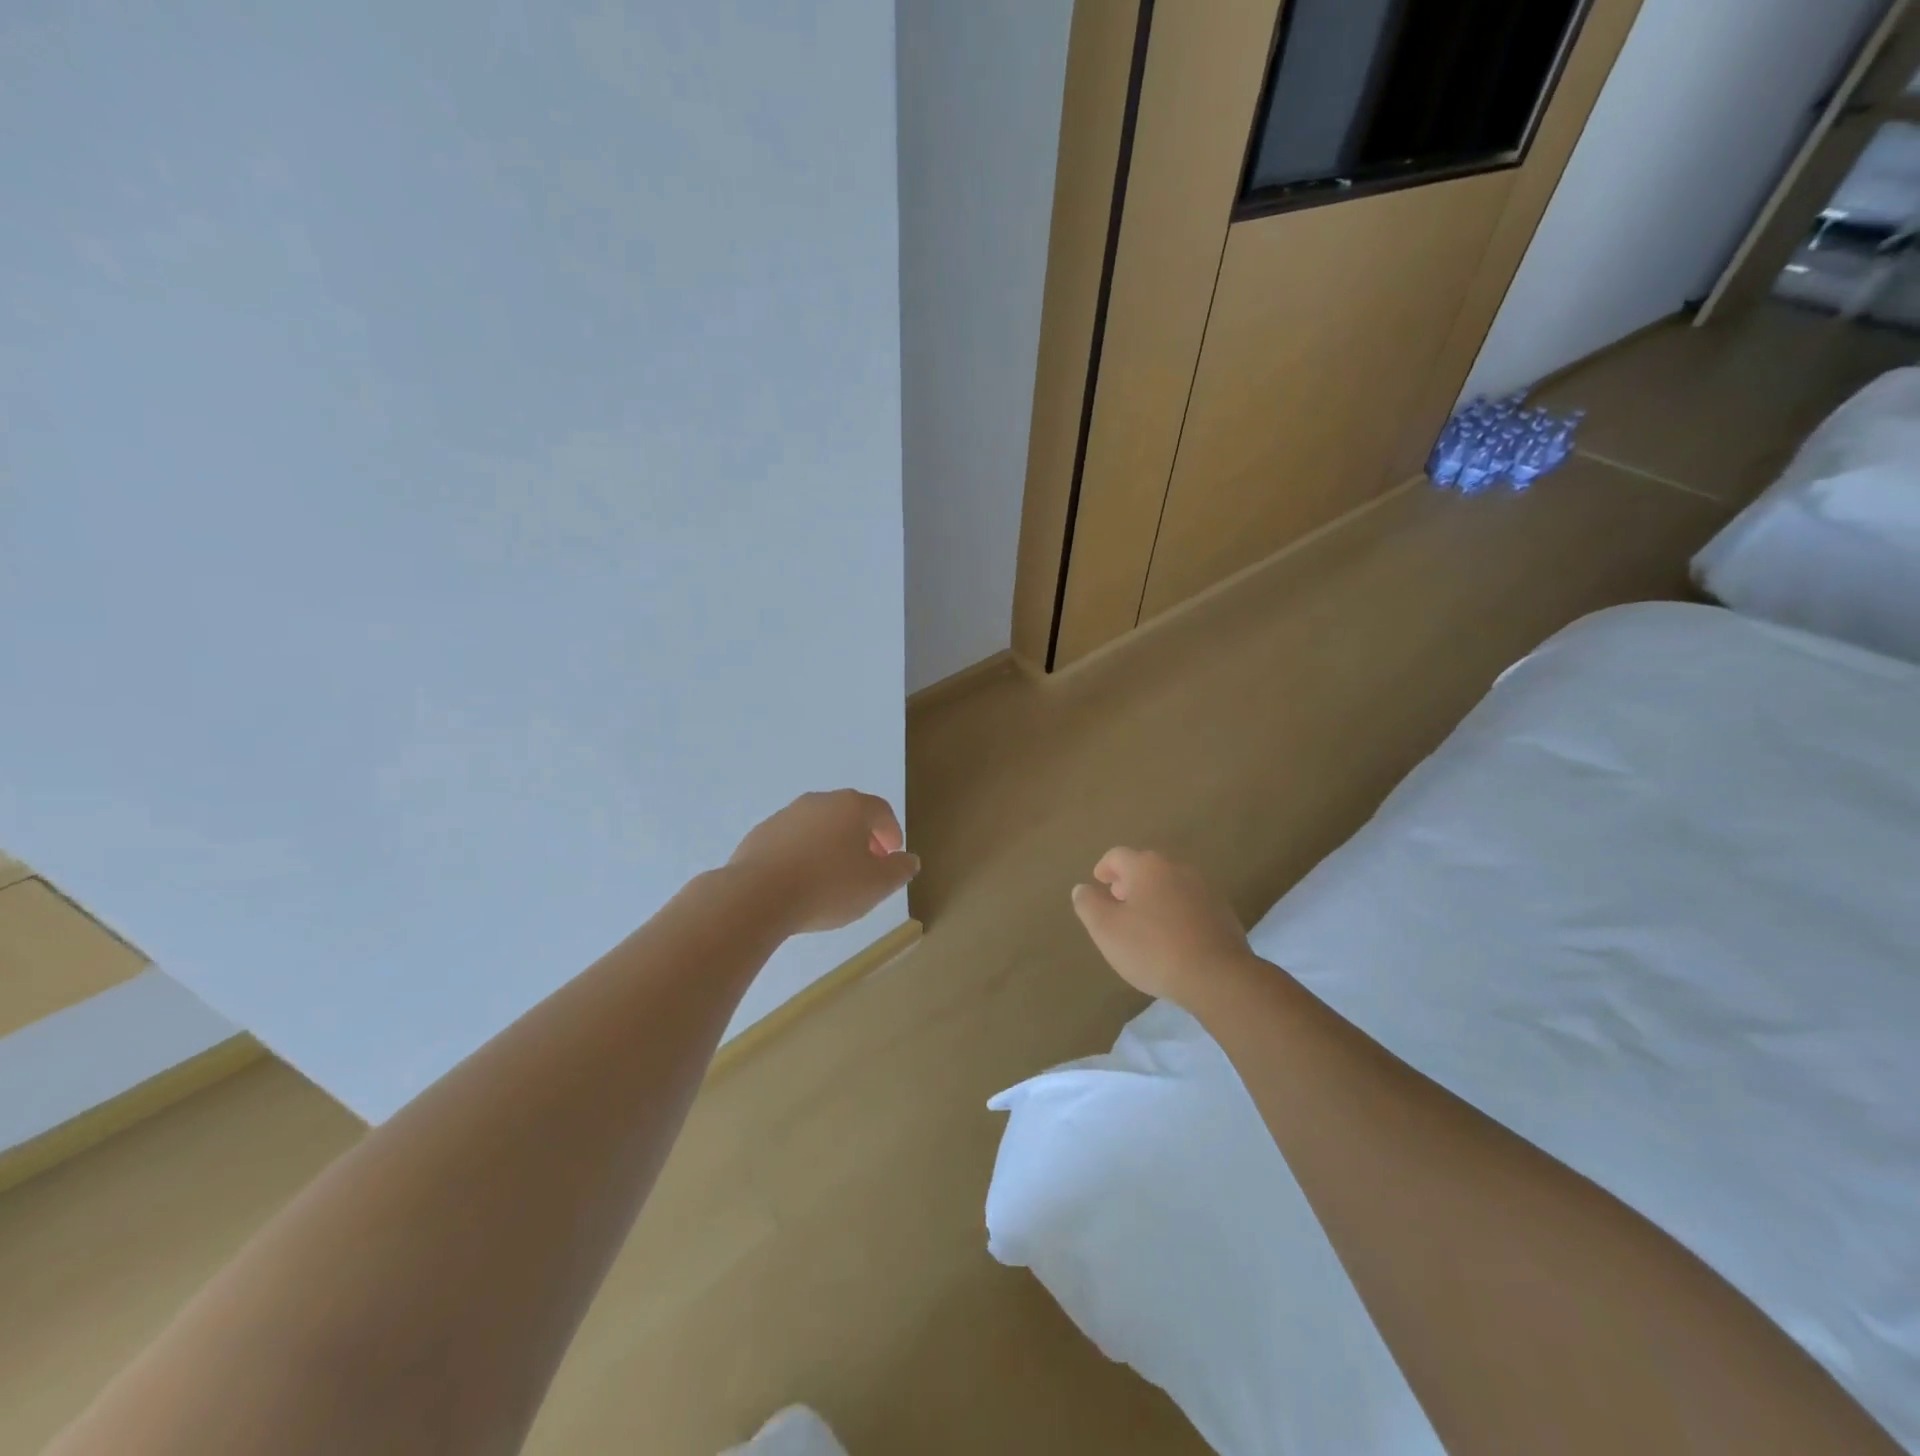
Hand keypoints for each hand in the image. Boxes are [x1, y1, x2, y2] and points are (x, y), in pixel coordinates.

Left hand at [729, 790, 919, 933]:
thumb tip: (909, 859)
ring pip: (819, 826)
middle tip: (867, 865)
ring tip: (833, 876)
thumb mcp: (877, 885)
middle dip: (862, 838)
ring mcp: (786, 815)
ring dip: (831, 845)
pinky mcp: (761, 834)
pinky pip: (792, 841)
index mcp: (851, 806)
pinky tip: (802, 881)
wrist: (758, 895)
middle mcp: (819, 801)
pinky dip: (803, 854)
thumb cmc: (828, 886)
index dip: (892, 832)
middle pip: (849, 814)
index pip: (881, 811)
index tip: (892, 855)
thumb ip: (899, 870)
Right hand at [1072, 848, 1253, 1006]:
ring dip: (1153, 897)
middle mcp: (1177, 868)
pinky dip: (1175, 913)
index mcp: (1147, 866)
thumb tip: (1082, 889)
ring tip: (1143, 923)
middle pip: (1146, 867)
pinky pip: (1189, 904)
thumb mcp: (1106, 929)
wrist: (1217, 976)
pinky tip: (1171, 938)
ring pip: (1170, 885)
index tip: (1098, 882)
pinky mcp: (1222, 912)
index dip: (1104, 868)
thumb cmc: (1152, 948)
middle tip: (1118, 902)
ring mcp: (1204, 889)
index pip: (1117, 855)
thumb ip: (1088, 904)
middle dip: (1129, 882)